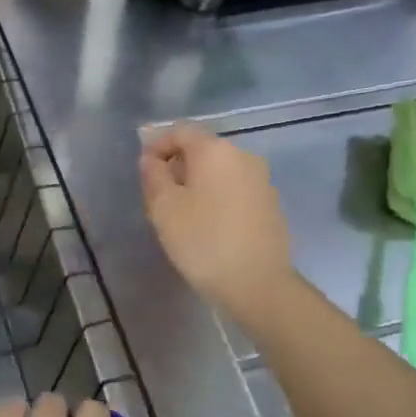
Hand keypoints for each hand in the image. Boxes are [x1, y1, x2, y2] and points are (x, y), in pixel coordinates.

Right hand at [140, 124, 296, 323]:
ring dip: (197, 183)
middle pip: (202, 149)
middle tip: (159, 196)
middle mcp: (242, 156)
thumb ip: (153, 175)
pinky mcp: (270, 204)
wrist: (259, 285)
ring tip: (182, 214)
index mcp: (215, 150)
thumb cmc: (203, 241)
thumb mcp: (164, 208)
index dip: (157, 145)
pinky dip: (217, 197)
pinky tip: (209, 226)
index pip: (180, 131)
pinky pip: (235, 189)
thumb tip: (151, 158)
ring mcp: (261, 180)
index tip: (144, 172)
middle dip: (177, 166)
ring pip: (219, 170)